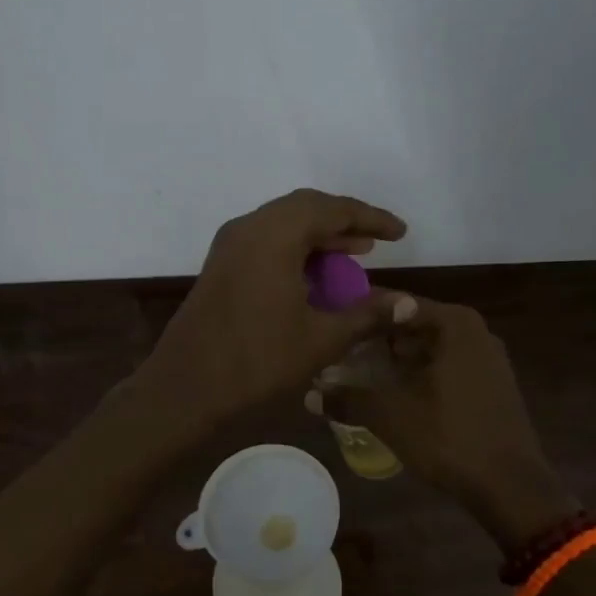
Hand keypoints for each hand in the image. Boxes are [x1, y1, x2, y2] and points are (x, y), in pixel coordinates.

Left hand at [142, 189, 408, 427]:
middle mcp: (249, 228)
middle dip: (344, 221)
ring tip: (356, 253)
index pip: (332, 209)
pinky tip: (314, 274)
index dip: (371, 218)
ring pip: (283, 223)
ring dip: (319, 235)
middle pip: (305, 207)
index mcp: (274, 235)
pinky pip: (265, 241)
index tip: (401, 234)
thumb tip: (410, 303)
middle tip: (377, 240)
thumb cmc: (257, 361)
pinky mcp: (220, 265)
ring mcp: (229, 245)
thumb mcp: (320, 338)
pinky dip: (295, 249)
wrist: (185, 388)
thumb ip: (367, 314)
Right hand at [318, 299, 568, 547]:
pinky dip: (414, 375)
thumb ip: (347, 397)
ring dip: (391, 361)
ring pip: (425, 349)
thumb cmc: (449, 437)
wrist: (511, 488)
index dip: (357, 314)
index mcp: (453, 323)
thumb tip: (309, 394)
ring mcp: (484, 358)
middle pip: (409, 324)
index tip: (327, 326)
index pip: (394, 303)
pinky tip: (388, 395)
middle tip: (334, 354)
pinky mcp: (488, 385)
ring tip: (353, 375)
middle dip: (372, 340)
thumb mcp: (390, 415)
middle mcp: (472, 331)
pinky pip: (442, 367)